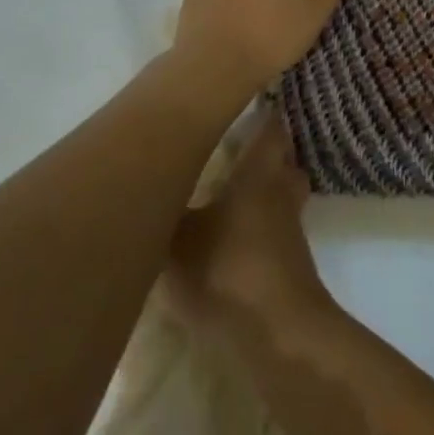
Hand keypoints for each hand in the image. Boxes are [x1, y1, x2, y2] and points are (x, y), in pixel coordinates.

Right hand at [164, 109, 328, 333]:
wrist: (276, 332)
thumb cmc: (226, 268)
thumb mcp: (176, 241)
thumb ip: (161, 214)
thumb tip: (143, 191)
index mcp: (259, 173)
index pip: (270, 129)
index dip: (262, 114)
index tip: (245, 102)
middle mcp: (280, 193)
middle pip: (284, 161)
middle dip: (268, 153)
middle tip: (236, 147)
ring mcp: (290, 230)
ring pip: (283, 197)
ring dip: (265, 193)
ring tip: (230, 193)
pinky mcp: (290, 264)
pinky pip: (276, 231)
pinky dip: (260, 228)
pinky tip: (232, 240)